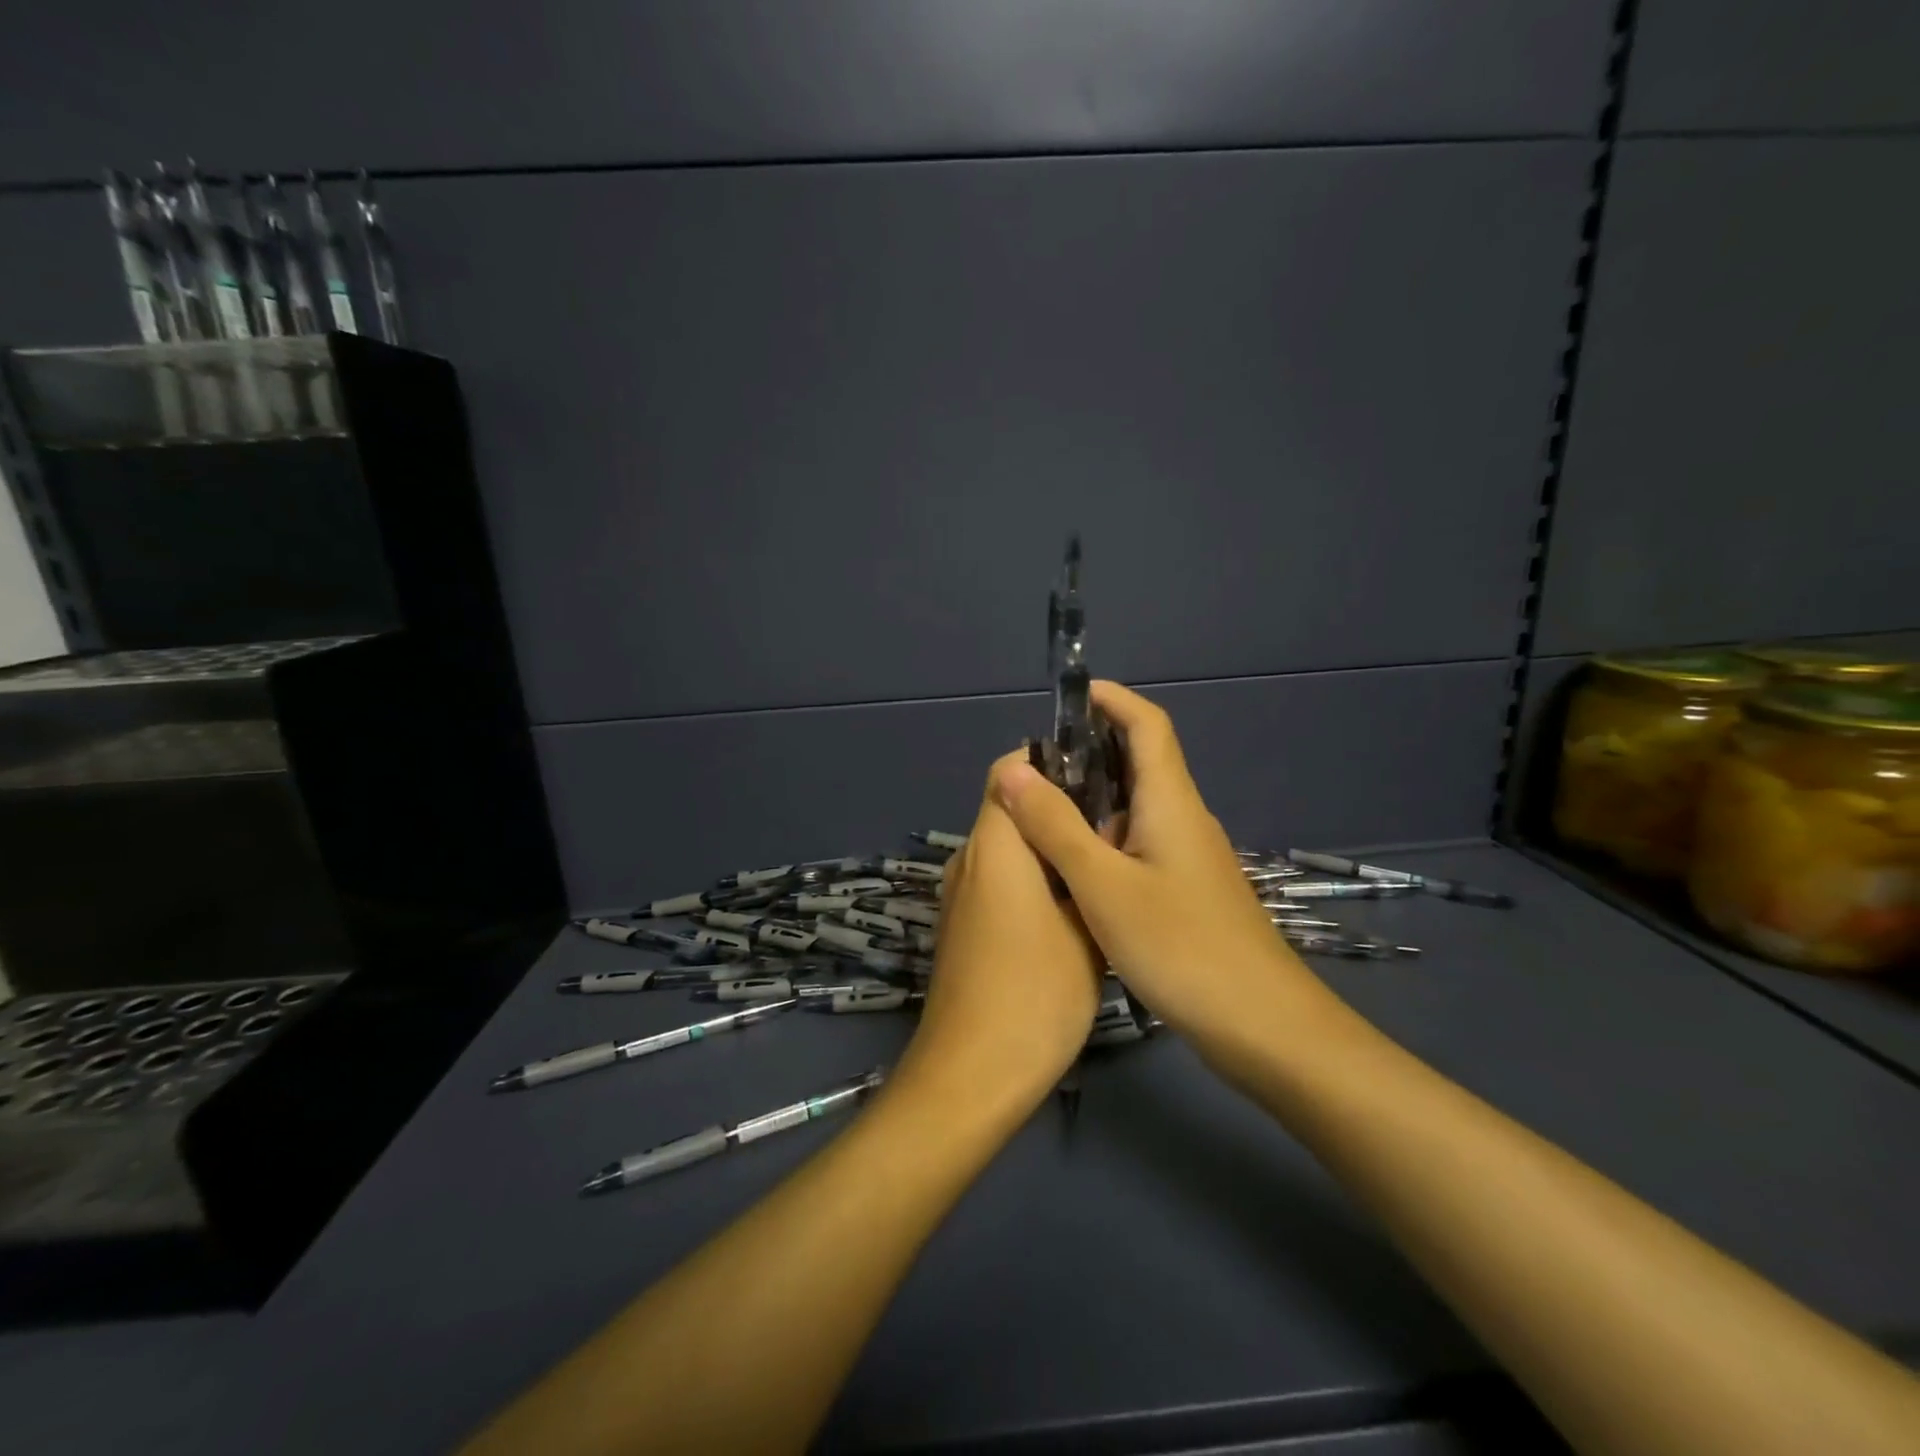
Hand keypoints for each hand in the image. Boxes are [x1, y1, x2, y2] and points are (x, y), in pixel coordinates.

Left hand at [894, 751, 1104, 1113]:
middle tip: (1115, 822)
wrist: (971, 1074)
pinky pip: (998, 879)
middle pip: (1009, 807)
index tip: (1097, 774)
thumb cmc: (1035, 995)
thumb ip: (1088, 872)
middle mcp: (969, 858)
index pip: (1009, 771)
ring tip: (1102, 862)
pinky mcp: (962, 924)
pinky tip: (1073, 905)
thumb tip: (1097, 838)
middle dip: (1058, 807)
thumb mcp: (1085, 931)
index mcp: (996, 845)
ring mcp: (961, 894)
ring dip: (1047, 846)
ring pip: (1007, 847)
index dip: (1050, 762)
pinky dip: (1031, 877)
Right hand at [988, 681, 1332, 1059]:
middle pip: (1139, 761)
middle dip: (1088, 749)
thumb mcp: (1103, 886)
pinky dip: (1103, 837)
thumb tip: (1011, 769)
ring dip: (1092, 797)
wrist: (1262, 1027)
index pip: (1147, 724)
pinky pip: (1139, 843)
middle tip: (1031, 765)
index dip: (1110, 699)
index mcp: (1171, 802)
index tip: (1066, 696)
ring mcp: (1188, 856)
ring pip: (1136, 807)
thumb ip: (1055, 826)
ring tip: (1038, 810)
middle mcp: (1183, 818)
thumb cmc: (1181, 947)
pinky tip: (1073, 865)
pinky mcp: (1186, 890)